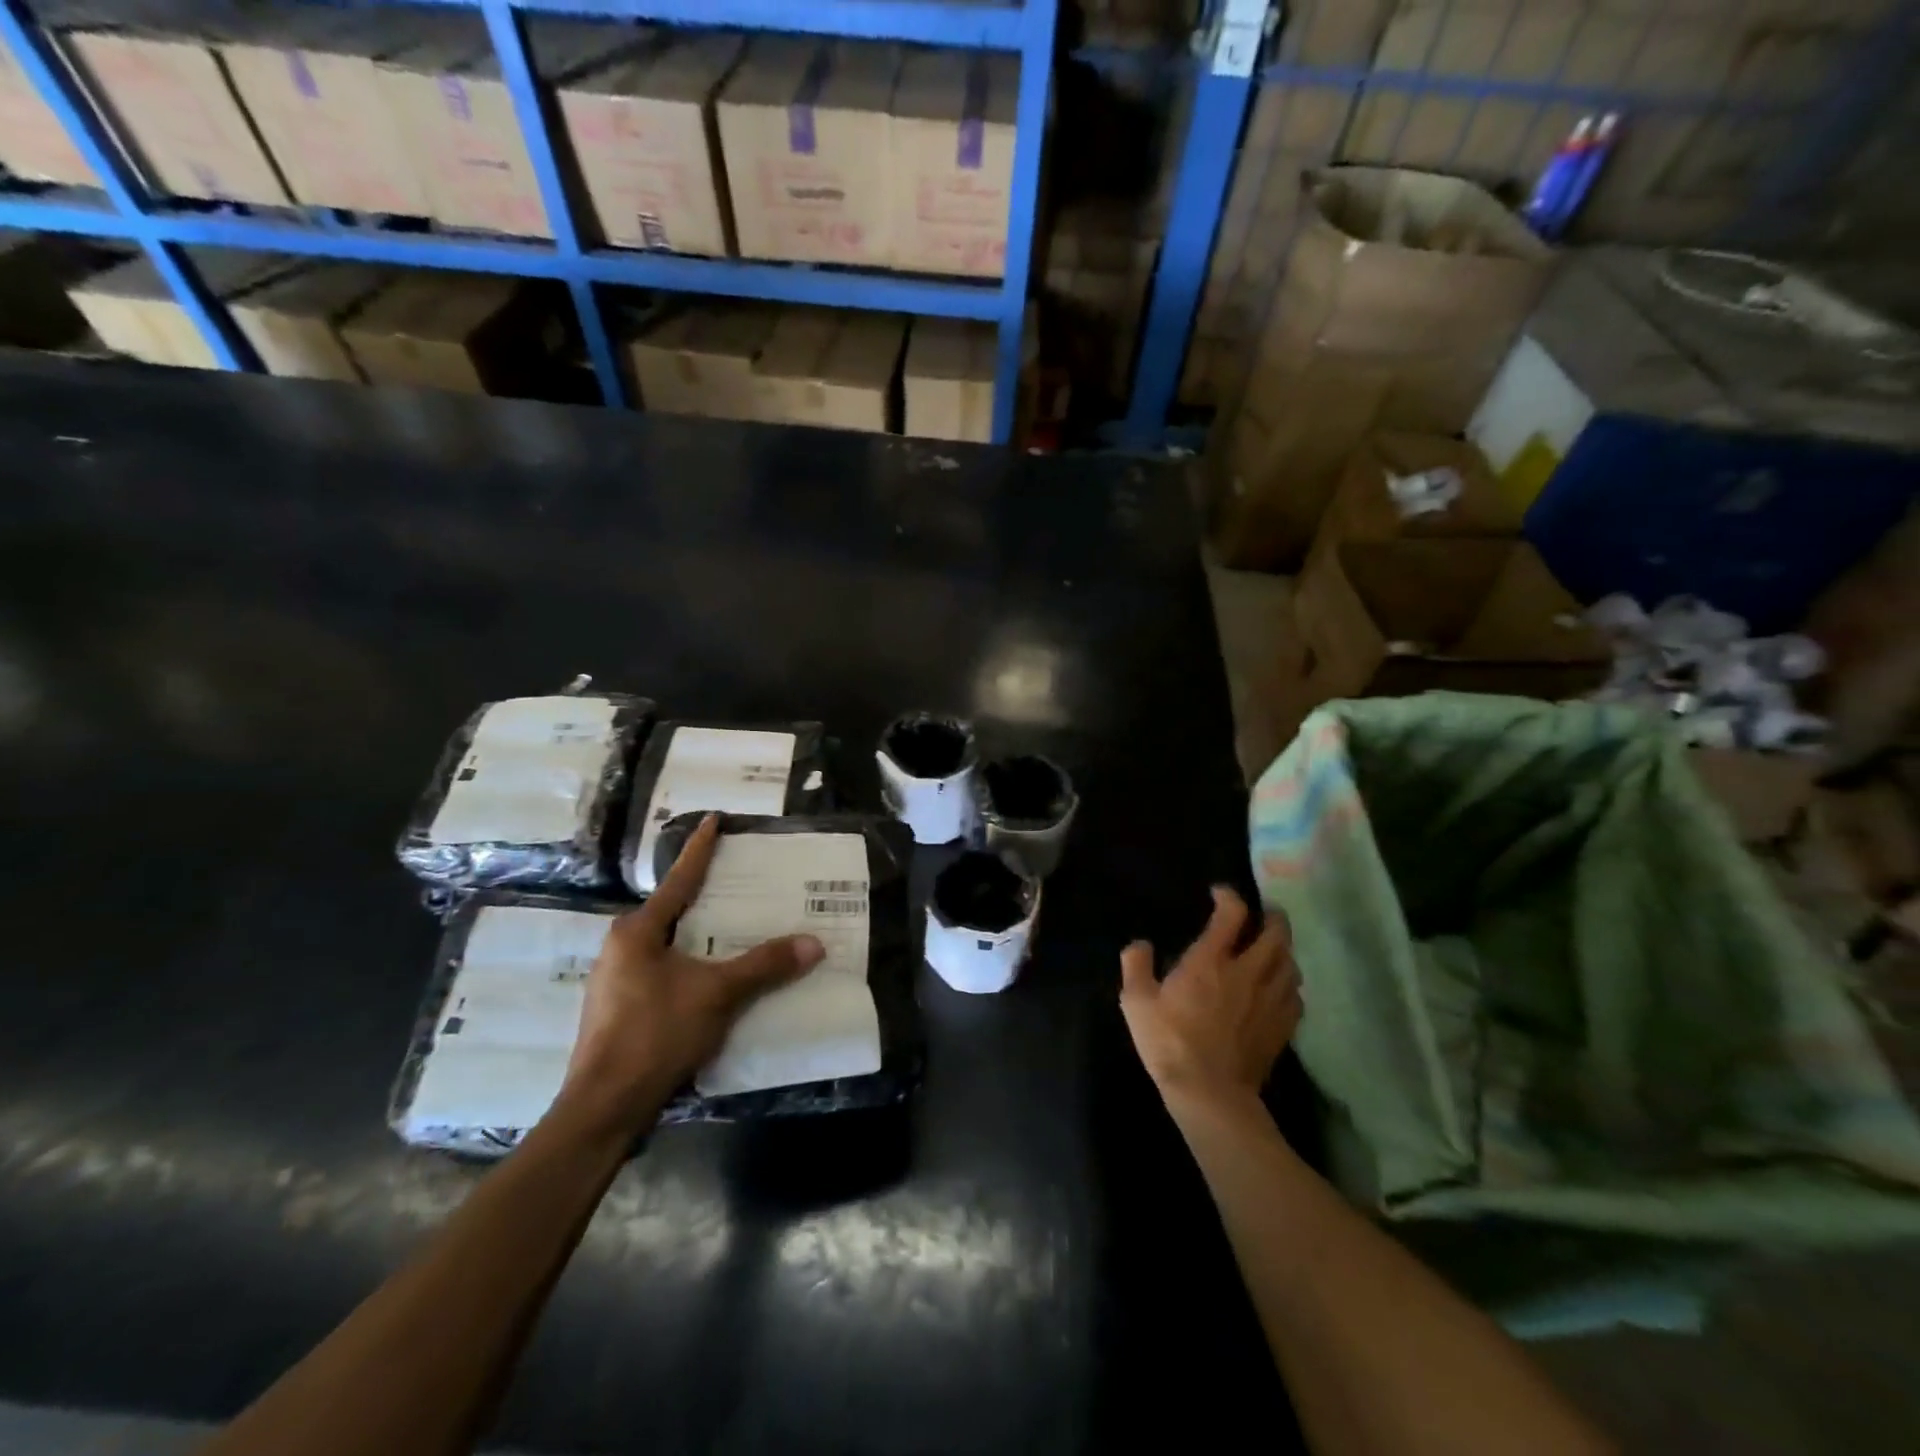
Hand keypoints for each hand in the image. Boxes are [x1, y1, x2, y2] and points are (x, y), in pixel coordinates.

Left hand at [561, 814, 825, 1131]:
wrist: (604, 1109)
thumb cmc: (656, 1035)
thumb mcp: (717, 994)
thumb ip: (764, 965)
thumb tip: (814, 943)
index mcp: (637, 932)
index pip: (679, 879)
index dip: (700, 849)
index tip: (713, 819)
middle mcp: (621, 948)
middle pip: (672, 911)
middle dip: (705, 895)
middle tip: (739, 879)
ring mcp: (616, 981)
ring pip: (667, 944)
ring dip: (699, 935)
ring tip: (734, 926)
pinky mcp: (621, 1010)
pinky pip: (663, 971)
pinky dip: (691, 964)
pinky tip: (714, 976)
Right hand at [1120, 887, 1300, 1108]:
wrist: (1210, 1093)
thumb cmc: (1169, 1042)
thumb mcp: (1136, 1001)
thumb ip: (1136, 966)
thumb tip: (1140, 944)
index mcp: (1211, 961)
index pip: (1232, 915)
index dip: (1229, 897)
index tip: (1220, 893)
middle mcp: (1247, 973)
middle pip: (1276, 934)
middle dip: (1273, 917)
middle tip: (1265, 912)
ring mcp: (1269, 1001)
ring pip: (1291, 963)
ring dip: (1284, 950)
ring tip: (1274, 948)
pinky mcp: (1281, 1027)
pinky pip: (1295, 996)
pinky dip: (1290, 984)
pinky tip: (1280, 988)